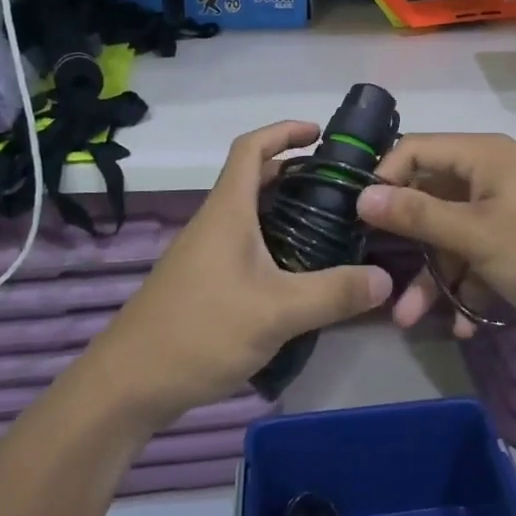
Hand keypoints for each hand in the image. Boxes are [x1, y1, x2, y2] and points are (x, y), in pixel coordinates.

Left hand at [87, 122, 391, 428]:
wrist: (129, 384)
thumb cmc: (201, 331)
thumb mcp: (277, 312)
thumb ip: (334, 293)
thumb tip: (386, 278)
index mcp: (227, 211)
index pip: (251, 147)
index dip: (283, 131)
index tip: (320, 133)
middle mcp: (214, 223)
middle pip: (253, 178)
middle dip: (295, 172)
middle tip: (339, 186)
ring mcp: (205, 253)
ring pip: (250, 214)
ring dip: (285, 209)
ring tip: (330, 226)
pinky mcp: (203, 282)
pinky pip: (245, 245)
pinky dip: (274, 242)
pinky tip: (298, 273)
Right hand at [356, 134, 515, 341]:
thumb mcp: (479, 236)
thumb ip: (419, 215)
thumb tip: (363, 195)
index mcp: (482, 157)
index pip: (413, 150)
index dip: (383, 179)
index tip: (358, 220)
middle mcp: (490, 176)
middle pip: (430, 199)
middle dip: (406, 244)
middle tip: (378, 277)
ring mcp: (507, 211)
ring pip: (452, 236)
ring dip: (433, 276)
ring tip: (409, 319)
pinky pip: (479, 257)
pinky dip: (467, 287)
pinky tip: (462, 323)